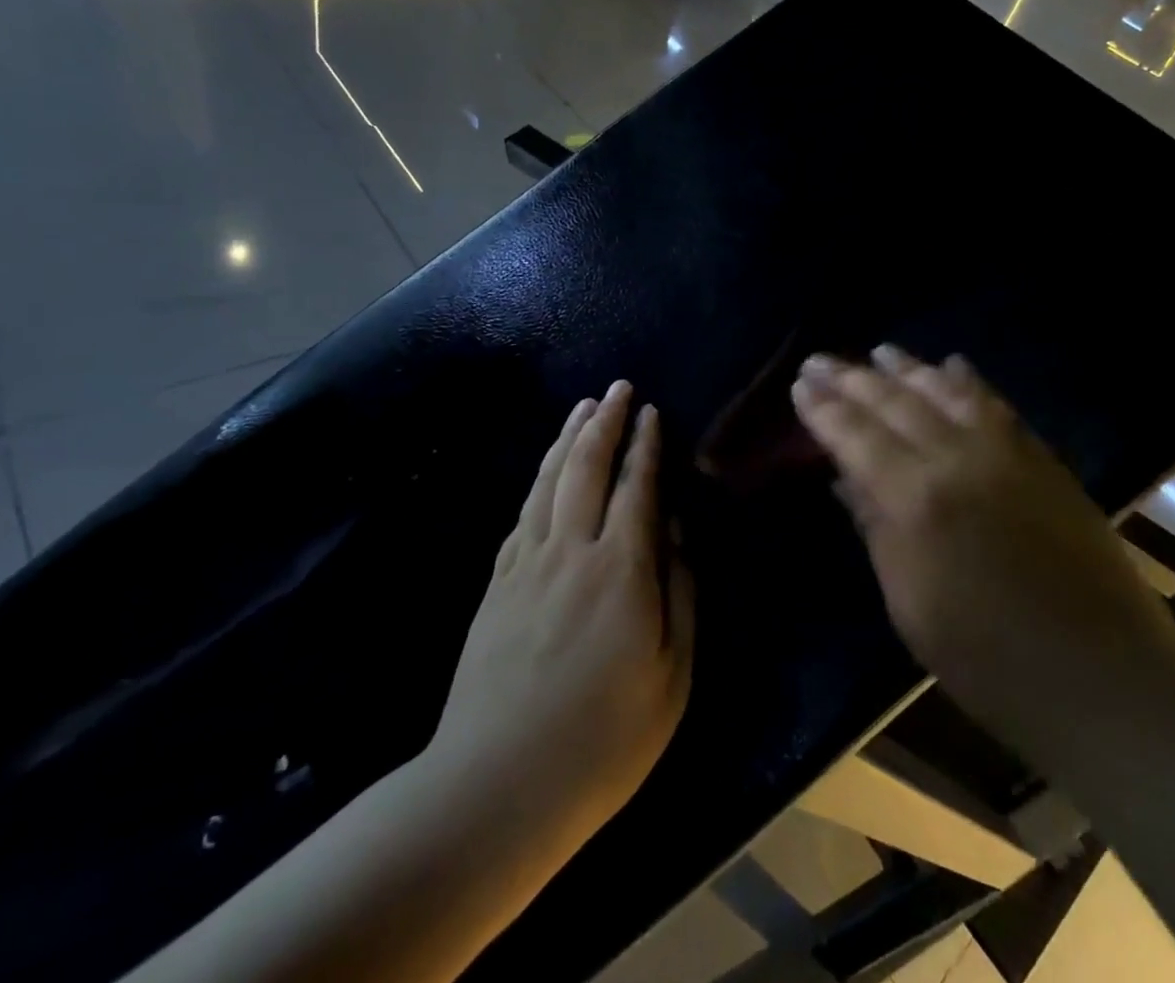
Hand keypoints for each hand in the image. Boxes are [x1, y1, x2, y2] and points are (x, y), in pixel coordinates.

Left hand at [428, 381, 693, 867]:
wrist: (496, 787)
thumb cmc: (603, 738)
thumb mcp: (671, 675)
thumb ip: (679, 594)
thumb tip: (673, 533)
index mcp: (621, 570)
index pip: (637, 488)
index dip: (646, 446)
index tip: (651, 412)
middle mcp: (572, 551)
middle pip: (587, 468)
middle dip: (605, 422)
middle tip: (617, 388)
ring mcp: (527, 564)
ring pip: (549, 482)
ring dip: (568, 439)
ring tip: (582, 408)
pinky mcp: (497, 584)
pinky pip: (522, 514)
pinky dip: (538, 479)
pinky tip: (545, 470)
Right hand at [789, 347, 1174, 734]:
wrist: (1106, 683)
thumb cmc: (990, 664)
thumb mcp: (911, 606)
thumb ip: (877, 530)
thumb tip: (845, 477)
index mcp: (917, 500)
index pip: (857, 437)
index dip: (824, 409)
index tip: (800, 385)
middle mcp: (959, 459)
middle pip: (895, 404)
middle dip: (853, 378)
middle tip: (821, 359)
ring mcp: (1008, 454)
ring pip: (946, 393)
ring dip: (909, 368)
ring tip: (880, 351)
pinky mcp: (1045, 460)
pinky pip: (997, 405)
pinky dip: (969, 382)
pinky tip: (953, 365)